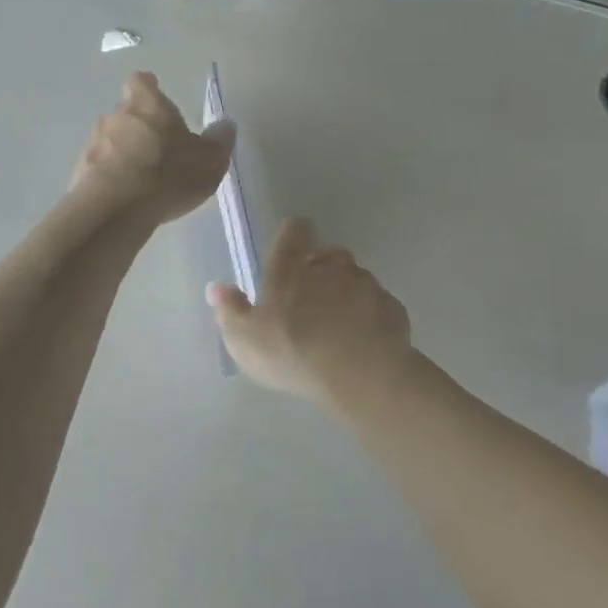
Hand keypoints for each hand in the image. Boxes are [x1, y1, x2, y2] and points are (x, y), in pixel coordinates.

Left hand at [71, 72, 234, 228]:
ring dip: (122, 152)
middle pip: (126, 112)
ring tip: (140, 177)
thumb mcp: (209, 161)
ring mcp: (93, 142)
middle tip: (157, 147)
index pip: (141, 82)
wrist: (116, 208)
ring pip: (110, 140)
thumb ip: (218, 142)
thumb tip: (225, 126)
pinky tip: (124, 196)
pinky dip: (110, 176)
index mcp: (148, 104)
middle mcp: (116, 115)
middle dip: (139, 126)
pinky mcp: (80, 171)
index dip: (148, 88)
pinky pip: (98, 167)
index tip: (155, 94)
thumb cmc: (168, 174)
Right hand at [210, 219, 414, 408]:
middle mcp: (330, 266)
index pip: (294, 232)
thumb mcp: (245, 339)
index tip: (293, 242)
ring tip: (340, 321)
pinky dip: (370, 314)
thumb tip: (217, 288)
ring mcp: (365, 284)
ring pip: (355, 277)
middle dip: (322, 265)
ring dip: (347, 290)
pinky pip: (378, 304)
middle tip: (313, 294)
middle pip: (328, 253)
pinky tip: (364, 338)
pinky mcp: (391, 306)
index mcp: (292, 268)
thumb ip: (230, 311)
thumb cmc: (293, 352)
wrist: (360, 375)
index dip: (293, 234)